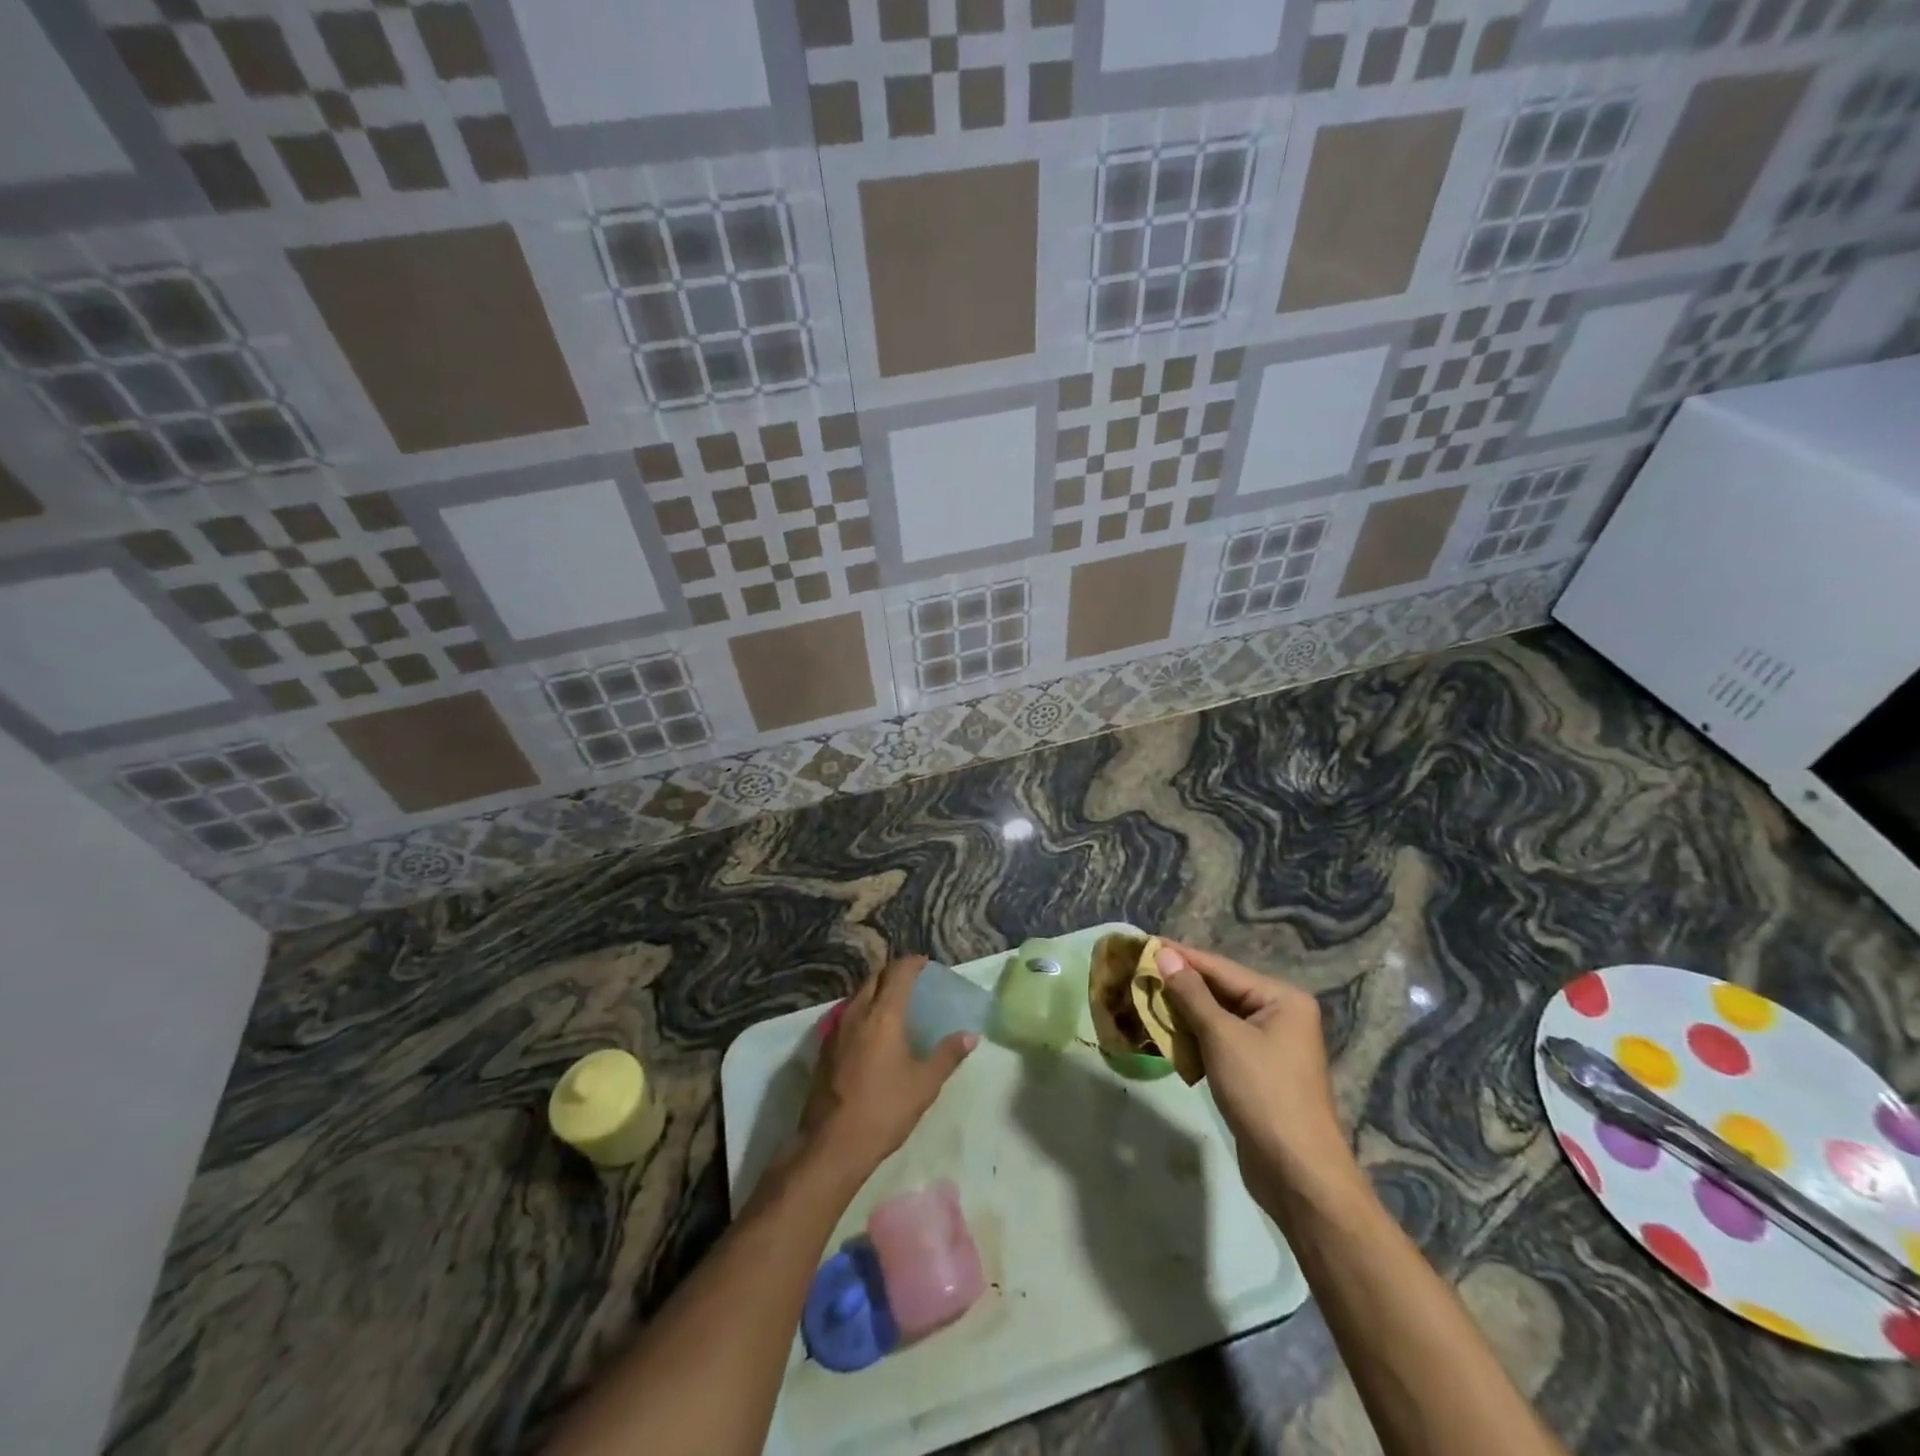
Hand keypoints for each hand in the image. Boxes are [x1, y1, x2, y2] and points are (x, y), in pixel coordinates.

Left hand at [799, 955, 974, 1180]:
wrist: (832, 1144)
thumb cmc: (884, 1109)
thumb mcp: (925, 1084)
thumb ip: (947, 1055)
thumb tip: (970, 1035)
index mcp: (883, 1015)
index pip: (898, 973)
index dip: (911, 963)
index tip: (924, 963)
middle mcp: (856, 1013)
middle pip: (874, 978)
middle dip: (892, 973)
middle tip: (911, 981)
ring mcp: (836, 1029)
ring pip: (857, 995)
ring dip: (875, 990)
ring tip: (892, 1002)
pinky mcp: (824, 1048)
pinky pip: (846, 1014)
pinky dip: (862, 1010)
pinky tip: (870, 1031)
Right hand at [1156, 942, 1350, 1199]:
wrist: (1296, 1173)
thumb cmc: (1263, 1093)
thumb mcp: (1222, 1037)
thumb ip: (1191, 994)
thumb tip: (1165, 955)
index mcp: (1282, 998)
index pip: (1221, 968)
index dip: (1181, 956)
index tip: (1143, 944)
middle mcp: (1280, 1015)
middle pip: (1220, 991)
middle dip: (1179, 986)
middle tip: (1136, 972)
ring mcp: (1270, 1046)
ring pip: (1217, 1018)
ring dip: (1182, 1013)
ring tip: (1142, 999)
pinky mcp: (1257, 1072)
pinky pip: (1220, 1043)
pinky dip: (1194, 1039)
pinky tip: (1164, 1035)